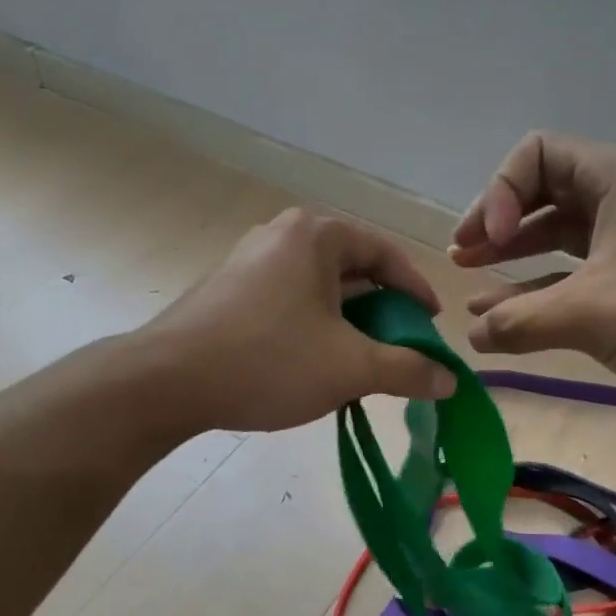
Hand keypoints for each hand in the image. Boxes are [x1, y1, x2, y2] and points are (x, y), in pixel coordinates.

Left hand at [144, 208, 456, 432]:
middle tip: (399, 349)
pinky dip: (313, 328)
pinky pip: (288, 302)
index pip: (386, 254)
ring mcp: (249, 261)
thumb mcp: (350, 367)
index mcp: (316, 234)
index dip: (416, 292)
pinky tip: (314, 366)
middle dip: (382, 313)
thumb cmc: (268, 361)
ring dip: (348, 325)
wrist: (166, 381)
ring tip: (360, 364)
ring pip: (319, 290)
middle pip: (352, 270)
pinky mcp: (228, 290)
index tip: (432, 326)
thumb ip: (407, 370)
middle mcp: (282, 235)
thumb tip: (449, 381)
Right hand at [450, 133, 615, 422]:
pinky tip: (507, 316)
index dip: (500, 193)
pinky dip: (544, 289)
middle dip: (497, 224)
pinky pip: (580, 274)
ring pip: (561, 237)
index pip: (537, 154)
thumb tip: (470, 335)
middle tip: (462, 258)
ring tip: (472, 285)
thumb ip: (520, 321)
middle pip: (544, 193)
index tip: (488, 242)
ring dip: (515, 259)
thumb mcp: (594, 314)